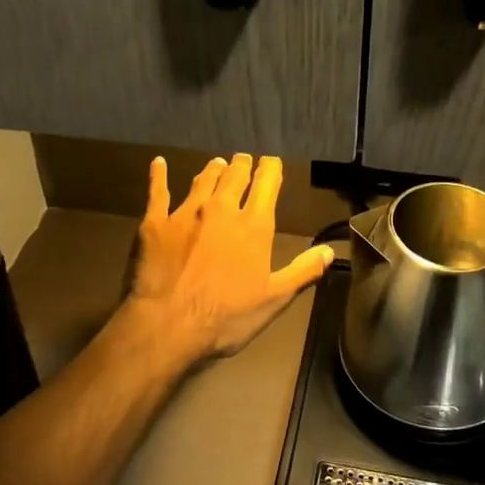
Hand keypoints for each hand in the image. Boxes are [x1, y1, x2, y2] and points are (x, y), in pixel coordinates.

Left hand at [122, 153, 333, 365]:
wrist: (168, 325)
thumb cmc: (226, 317)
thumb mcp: (273, 299)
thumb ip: (302, 271)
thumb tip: (329, 250)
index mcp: (253, 226)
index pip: (267, 184)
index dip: (271, 169)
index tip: (272, 162)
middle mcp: (221, 209)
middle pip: (235, 175)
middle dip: (242, 165)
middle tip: (243, 160)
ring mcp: (185, 212)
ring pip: (203, 180)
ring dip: (213, 169)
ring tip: (217, 164)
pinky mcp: (155, 222)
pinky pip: (158, 191)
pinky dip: (159, 175)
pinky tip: (159, 163)